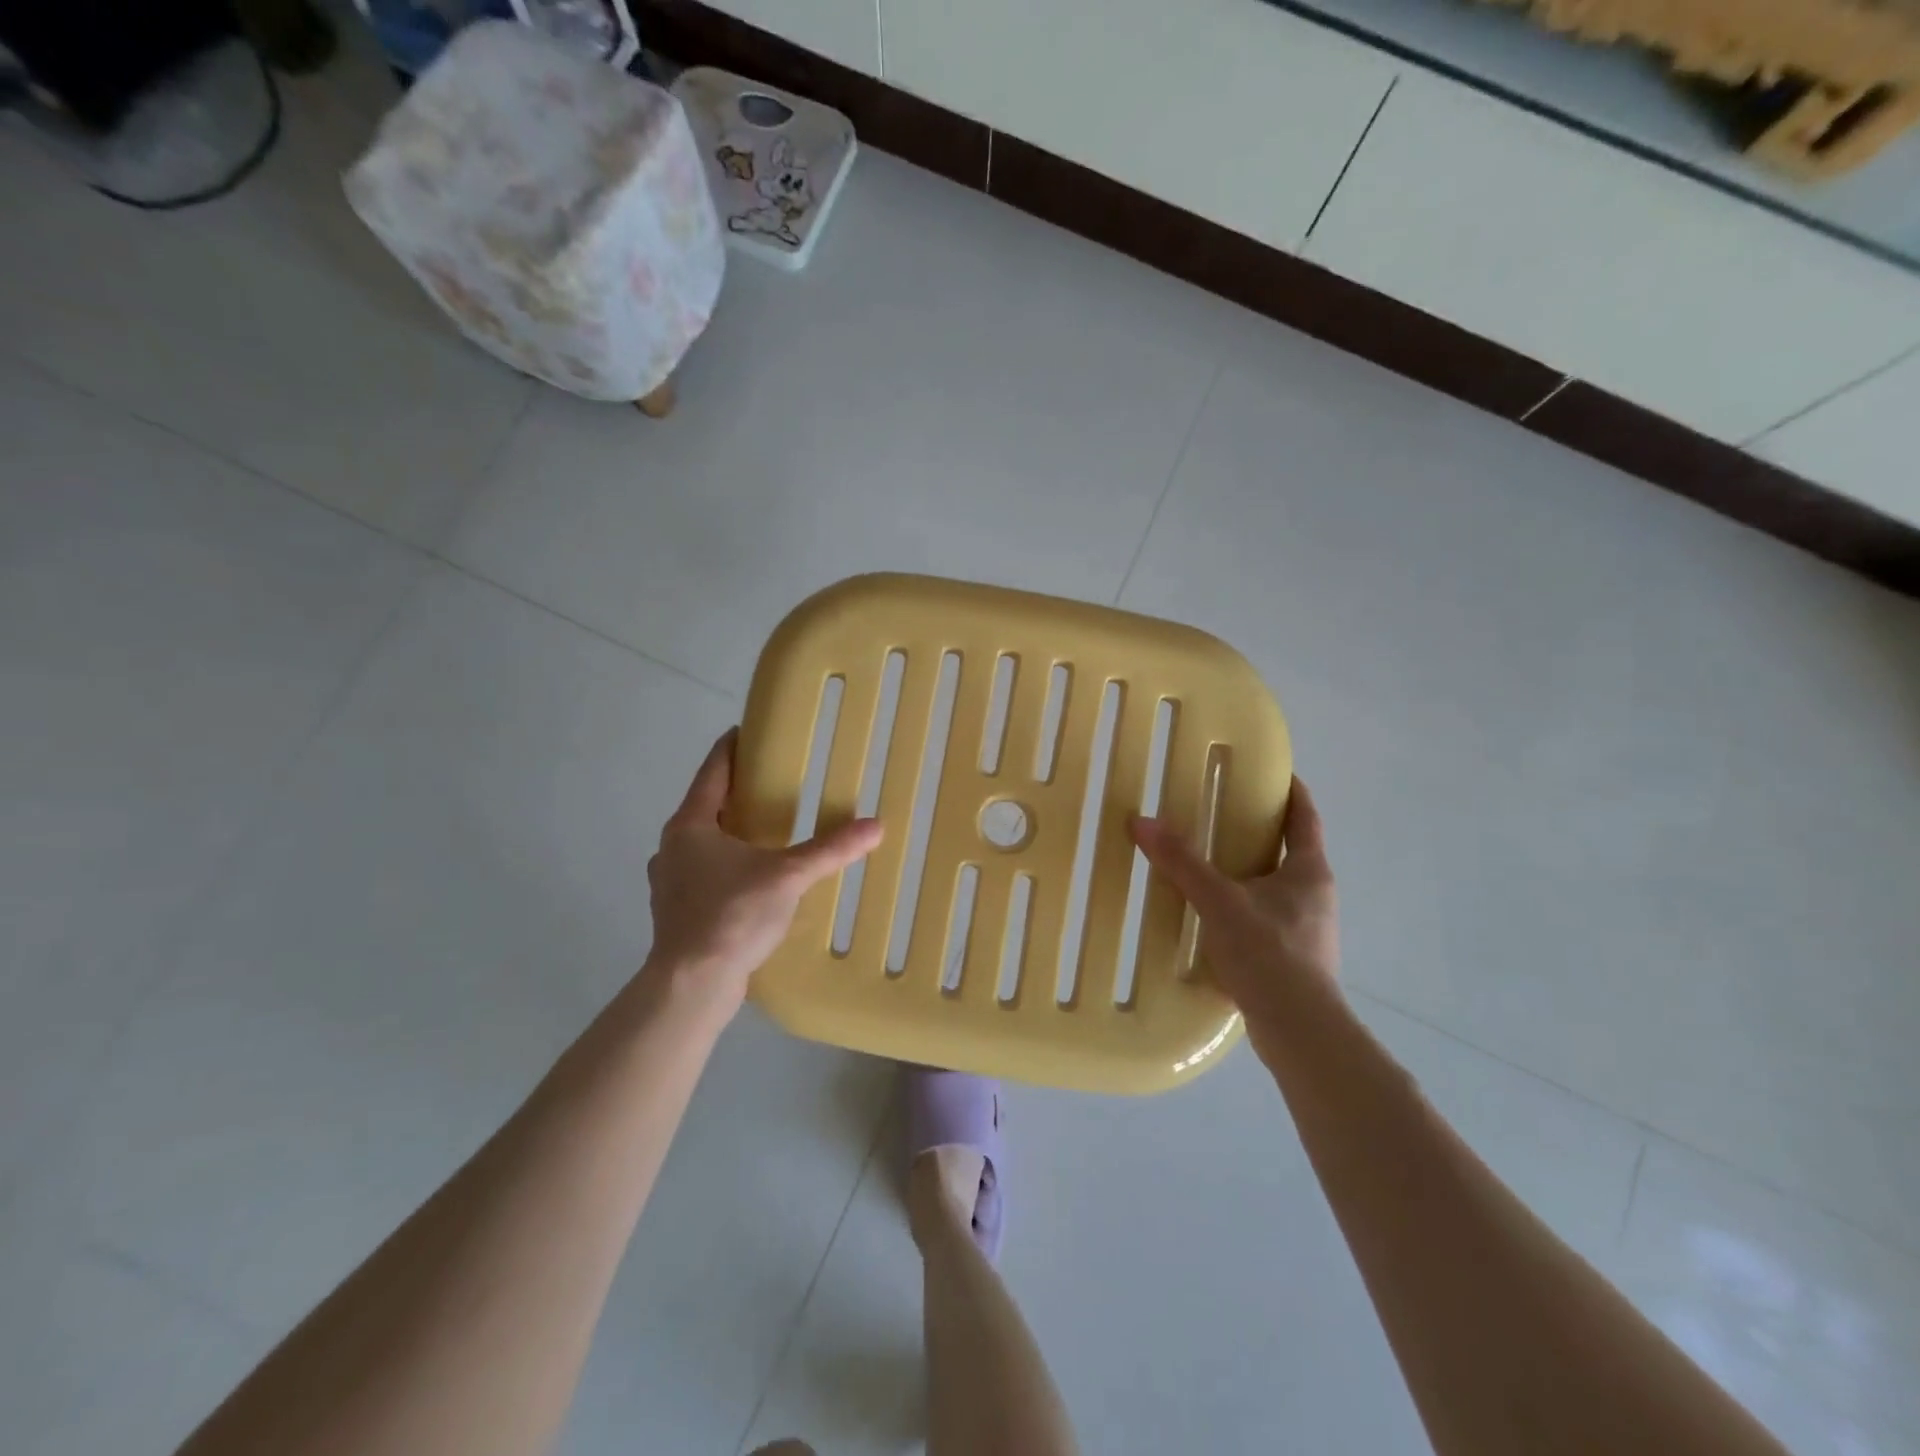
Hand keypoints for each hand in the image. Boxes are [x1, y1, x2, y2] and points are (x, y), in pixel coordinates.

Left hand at [645, 729, 883, 1013]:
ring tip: (765, 830)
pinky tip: (752, 877)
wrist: (691, 985)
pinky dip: (727, 863)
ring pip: (703, 842)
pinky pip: (704, 872)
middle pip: (706, 805)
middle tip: (772, 781)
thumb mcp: (788, 876)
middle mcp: (672, 846)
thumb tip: (875, 826)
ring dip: (730, 831)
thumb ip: (830, 849)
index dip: (731, 748)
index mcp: (690, 825)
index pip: (713, 771)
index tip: (747, 730)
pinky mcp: (676, 910)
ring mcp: (669, 880)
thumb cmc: (732, 916)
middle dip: (737, 792)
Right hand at [1130, 776, 1338, 1060]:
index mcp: (1309, 871)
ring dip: (1249, 872)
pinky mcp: (1294, 958)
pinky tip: (1213, 916)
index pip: (1305, 817)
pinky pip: (1266, 917)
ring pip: (1277, 886)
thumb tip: (1141, 822)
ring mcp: (1308, 929)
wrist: (1299, 1030)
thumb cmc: (1269, 954)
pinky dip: (1243, 906)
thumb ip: (1182, 863)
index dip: (1292, 791)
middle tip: (1222, 814)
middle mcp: (1315, 895)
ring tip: (1209, 864)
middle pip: (1290, 850)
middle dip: (1260, 831)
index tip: (1274, 772)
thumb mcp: (1219, 901)